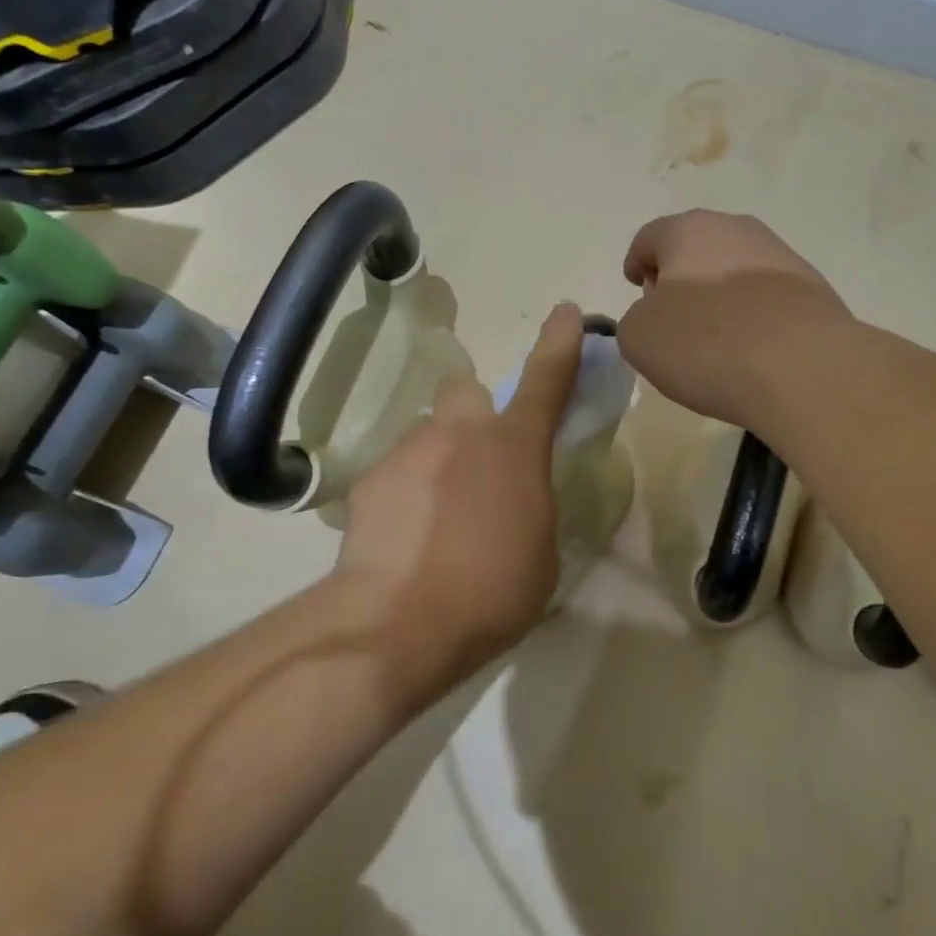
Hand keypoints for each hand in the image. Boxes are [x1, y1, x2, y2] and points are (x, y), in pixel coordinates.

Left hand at [335, 302, 583, 692]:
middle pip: (464, 390)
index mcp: (514, 448)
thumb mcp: (541, 552)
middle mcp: (459, 434)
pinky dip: (403, 496)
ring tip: (434, 522)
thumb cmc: (492, 591)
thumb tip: (515, 501)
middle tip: (474, 462)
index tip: (566, 311)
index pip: (545, 380)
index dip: (560, 343)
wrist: (399, 623)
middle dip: (472, 413)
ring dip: (436, 463)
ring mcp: (408, 452)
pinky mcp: (368, 481)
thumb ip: (532, 509)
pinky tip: (403, 539)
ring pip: (426, 437)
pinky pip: (395, 474)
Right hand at [618, 211, 848, 427]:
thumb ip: (635, 319)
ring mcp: (781, 256)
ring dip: (719, 294)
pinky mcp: (812, 288)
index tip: (636, 287)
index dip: (637, 263)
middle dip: (680, 276)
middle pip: (696, 248)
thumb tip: (657, 315)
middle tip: (672, 314)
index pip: (649, 238)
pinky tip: (750, 348)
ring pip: (735, 269)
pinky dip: (752, 314)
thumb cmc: (705, 344)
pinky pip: (767, 296)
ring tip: (714, 338)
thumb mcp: (639, 338)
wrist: (801, 367)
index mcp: (688, 231)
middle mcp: (736, 230)